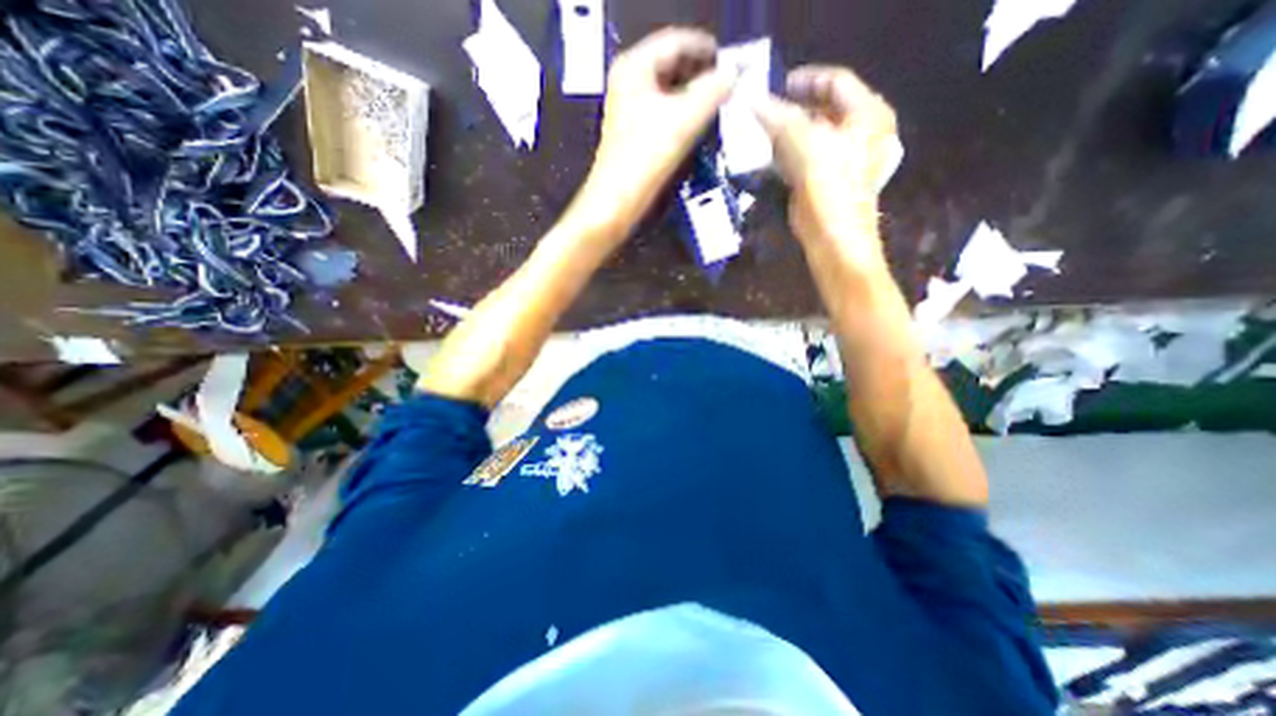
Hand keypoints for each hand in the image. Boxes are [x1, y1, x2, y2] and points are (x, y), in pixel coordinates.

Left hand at [583, 28, 733, 226]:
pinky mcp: (632, 132)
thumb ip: (712, 92)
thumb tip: (734, 75)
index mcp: (635, 67)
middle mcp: (628, 81)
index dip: (706, 49)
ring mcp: (628, 108)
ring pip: (668, 91)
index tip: (732, 61)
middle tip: (728, 85)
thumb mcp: (684, 121)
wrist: (617, 200)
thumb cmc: (646, 157)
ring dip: (693, 95)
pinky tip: (697, 124)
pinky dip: (681, 113)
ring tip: (718, 104)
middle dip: (701, 74)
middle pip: (671, 65)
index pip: (676, 42)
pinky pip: (663, 111)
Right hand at [749, 65, 900, 257]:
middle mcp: (861, 133)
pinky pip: (807, 158)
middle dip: (791, 110)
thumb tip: (753, 101)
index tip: (776, 85)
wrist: (834, 239)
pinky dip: (787, 156)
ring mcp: (845, 160)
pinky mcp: (828, 182)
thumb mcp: (805, 146)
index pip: (835, 83)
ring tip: (759, 134)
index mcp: (867, 115)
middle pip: (823, 110)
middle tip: (763, 112)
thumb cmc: (829, 189)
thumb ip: (779, 119)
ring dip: (786, 135)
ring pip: (812, 136)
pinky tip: (768, 158)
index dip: (805, 80)